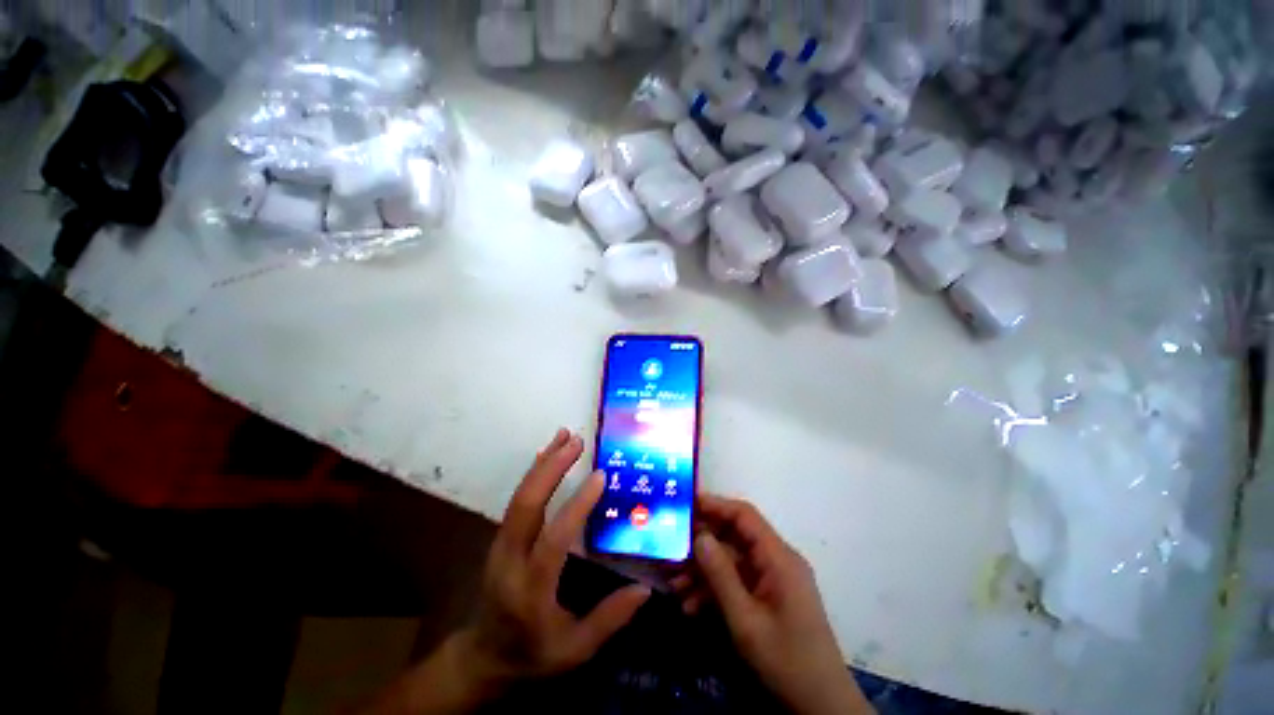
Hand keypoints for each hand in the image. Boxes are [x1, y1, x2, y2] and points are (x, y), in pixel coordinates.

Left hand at [361, 430, 649, 714]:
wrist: (483, 657)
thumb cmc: (532, 655)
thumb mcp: (573, 651)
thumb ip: (608, 620)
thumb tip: (645, 589)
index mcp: (530, 590)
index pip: (553, 540)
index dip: (577, 506)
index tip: (600, 476)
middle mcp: (510, 560)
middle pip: (526, 506)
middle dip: (551, 468)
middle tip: (577, 442)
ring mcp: (501, 545)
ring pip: (519, 496)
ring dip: (543, 463)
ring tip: (564, 435)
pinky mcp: (501, 537)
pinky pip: (517, 499)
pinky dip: (534, 472)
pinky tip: (547, 454)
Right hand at [675, 494, 871, 714]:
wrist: (821, 705)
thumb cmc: (786, 661)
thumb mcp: (746, 620)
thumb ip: (720, 574)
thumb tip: (699, 536)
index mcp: (778, 557)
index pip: (744, 516)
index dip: (715, 505)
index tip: (685, 504)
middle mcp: (777, 560)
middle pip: (734, 537)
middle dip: (702, 544)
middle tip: (671, 551)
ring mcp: (773, 579)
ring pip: (732, 561)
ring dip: (704, 571)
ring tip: (674, 585)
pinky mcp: (769, 596)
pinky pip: (738, 581)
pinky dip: (715, 589)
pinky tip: (692, 606)